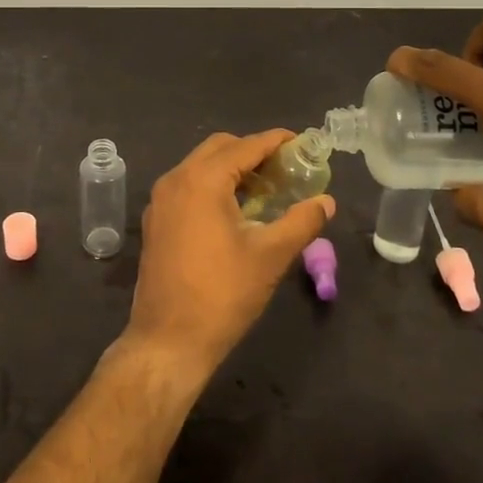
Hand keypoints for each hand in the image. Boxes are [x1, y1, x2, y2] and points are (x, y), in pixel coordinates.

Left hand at [125, 129, 335, 378]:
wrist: (168, 340)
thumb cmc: (222, 294)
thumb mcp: (270, 256)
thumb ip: (302, 222)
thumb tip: (327, 201)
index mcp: (202, 180)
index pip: (244, 147)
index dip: (275, 141)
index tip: (301, 142)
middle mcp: (176, 179)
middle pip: (219, 148)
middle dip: (252, 152)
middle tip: (285, 169)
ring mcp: (160, 200)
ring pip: (200, 166)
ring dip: (232, 169)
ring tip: (265, 190)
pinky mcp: (155, 220)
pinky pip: (187, 186)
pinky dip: (212, 186)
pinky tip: (235, 211)